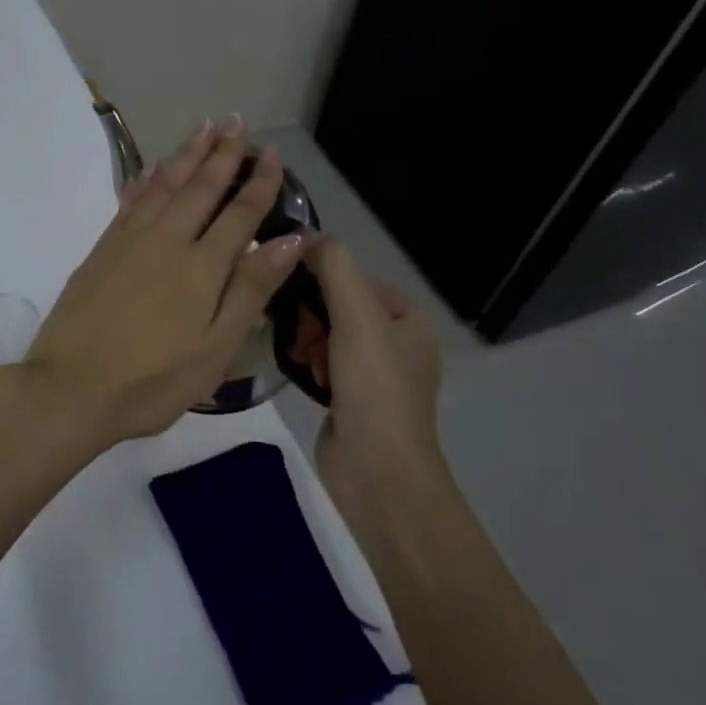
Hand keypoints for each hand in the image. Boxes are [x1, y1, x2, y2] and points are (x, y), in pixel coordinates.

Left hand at [20, 116, 311, 454]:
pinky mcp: (101, 251)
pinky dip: (145, 181)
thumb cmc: (153, 380)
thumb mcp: (215, 348)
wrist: (71, 388)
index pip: (239, 214)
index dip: (259, 183)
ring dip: (185, 155)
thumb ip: (251, 289)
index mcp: (202, 266)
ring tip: (203, 128)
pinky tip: (152, 169)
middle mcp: (167, 241)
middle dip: (221, 154)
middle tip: (236, 122)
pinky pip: (129, 202)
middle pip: (200, 188)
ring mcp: (129, 242)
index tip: (273, 153)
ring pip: (164, 186)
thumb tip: (291, 239)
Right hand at [303, 238, 447, 511]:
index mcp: (409, 319)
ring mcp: (373, 373)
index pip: (356, 278)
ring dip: (307, 340)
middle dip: (313, 316)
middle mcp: (396, 342)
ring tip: (302, 358)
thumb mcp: (356, 316)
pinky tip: (301, 373)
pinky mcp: (350, 399)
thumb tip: (305, 234)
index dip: (323, 280)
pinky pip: (322, 363)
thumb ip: (333, 267)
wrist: (377, 471)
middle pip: (339, 306)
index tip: (295, 293)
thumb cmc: (374, 387)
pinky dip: (308, 363)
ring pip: (326, 335)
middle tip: (302, 335)